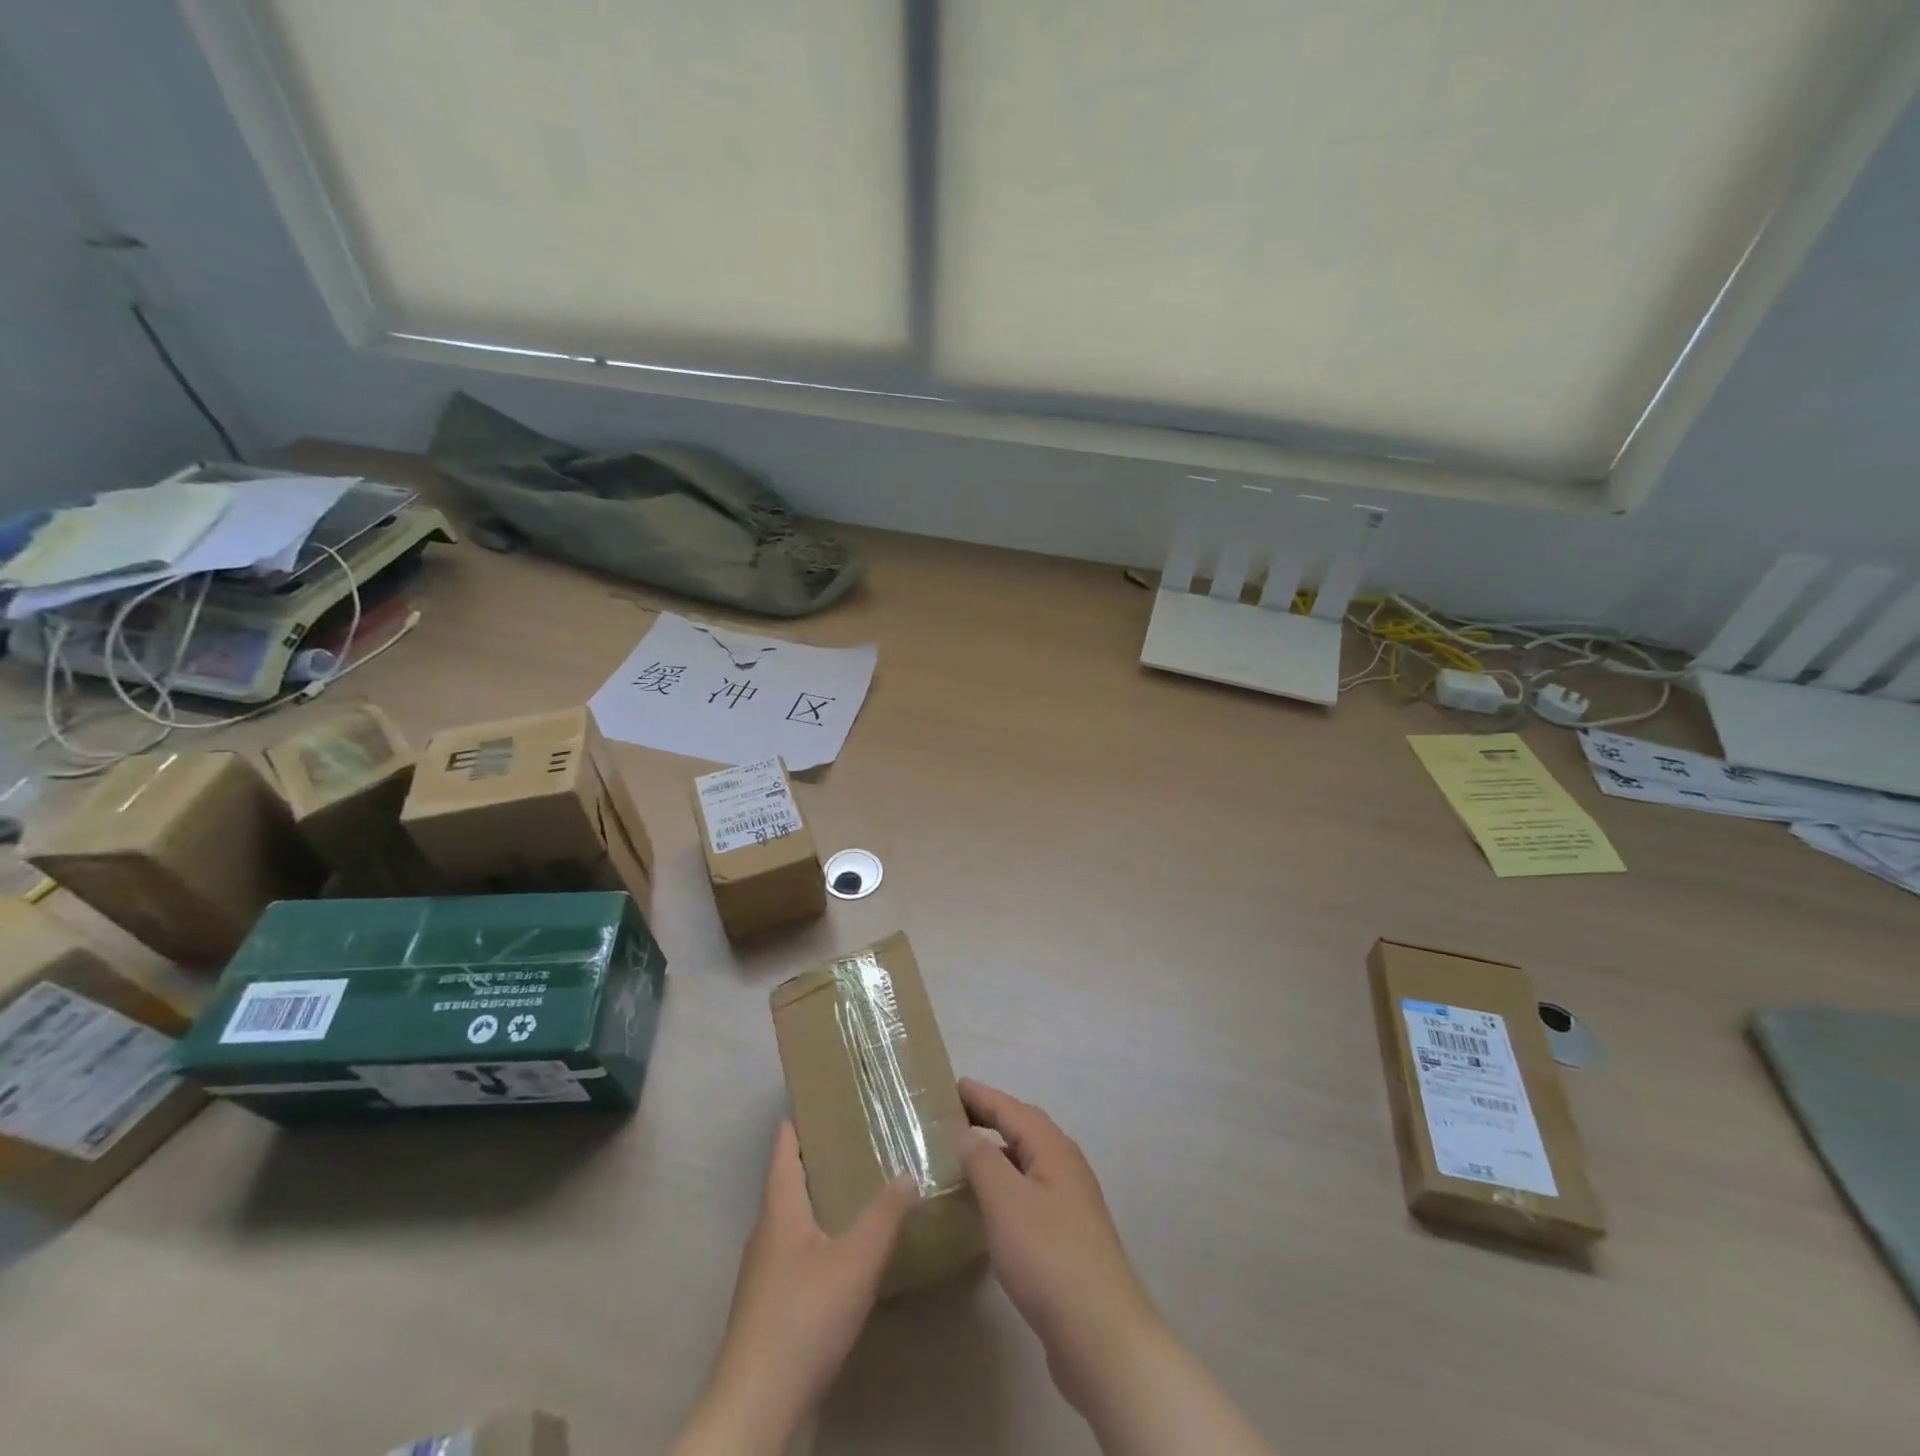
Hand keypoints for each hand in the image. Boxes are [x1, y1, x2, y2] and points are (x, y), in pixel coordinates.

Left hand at [678, 1121, 917, 1455]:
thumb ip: (886, 1215)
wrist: (755, 1408)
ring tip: (864, 1184)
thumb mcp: (857, 1262)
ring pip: (796, 1216)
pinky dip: (822, 1232)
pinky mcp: (771, 1302)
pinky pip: (798, 1247)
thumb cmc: (803, 1318)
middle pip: (790, 1178)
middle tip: (864, 1136)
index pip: (784, 1146)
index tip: (830, 1096)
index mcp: (780, 1208)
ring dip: (824, 1196)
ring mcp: (765, 1269)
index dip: (802, 1118)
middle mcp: (767, 1230)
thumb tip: (910, 1171)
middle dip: (823, 1156)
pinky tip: (849, 1247)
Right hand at [956, 1078, 1165, 1408]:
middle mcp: (1064, 1166)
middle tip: (948, 1117)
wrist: (1101, 1335)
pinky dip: (1003, 1185)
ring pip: (1025, 1163)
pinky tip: (985, 1206)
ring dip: (995, 1153)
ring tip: (959, 1157)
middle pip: (1021, 1130)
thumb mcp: (1006, 1201)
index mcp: (1053, 1149)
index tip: (949, 1085)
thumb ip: (982, 1161)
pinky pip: (1027, 1192)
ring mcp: (1068, 1202)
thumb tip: (966, 1133)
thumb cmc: (1048, 1256)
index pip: (1011, 1109)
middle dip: (987, 1119)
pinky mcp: (1065, 1236)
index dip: (980, 1096)